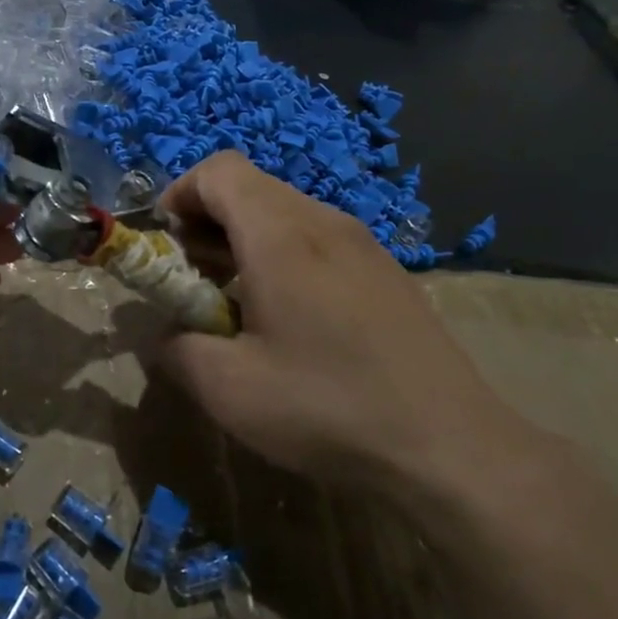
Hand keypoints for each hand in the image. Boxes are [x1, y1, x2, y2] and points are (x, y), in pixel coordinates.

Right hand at [156, 152, 536, 505]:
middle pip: (250, 188)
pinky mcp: (386, 271)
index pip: (219, 170)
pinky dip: (283, 257)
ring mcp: (363, 244)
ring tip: (235, 303)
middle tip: (193, 281)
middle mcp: (324, 222)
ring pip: (285, 213)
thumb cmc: (327, 407)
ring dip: (244, 242)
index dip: (180, 194)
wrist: (452, 448)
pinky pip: (318, 240)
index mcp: (281, 235)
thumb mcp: (227, 388)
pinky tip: (289, 320)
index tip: (166, 245)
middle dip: (206, 222)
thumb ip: (176, 348)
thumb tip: (167, 334)